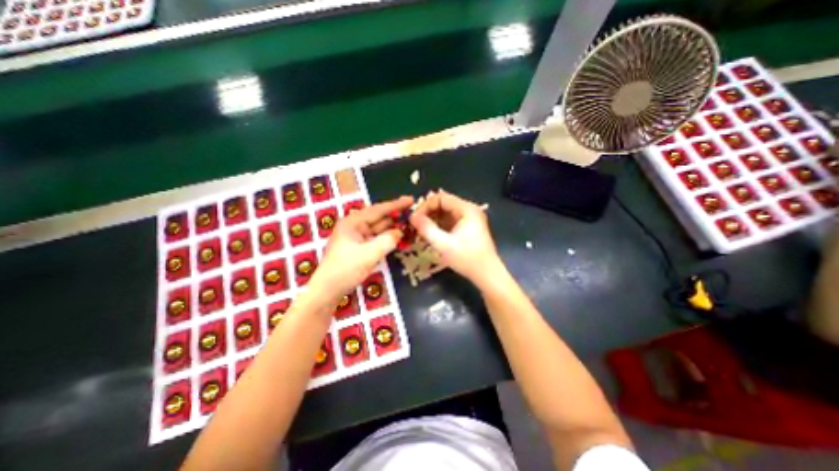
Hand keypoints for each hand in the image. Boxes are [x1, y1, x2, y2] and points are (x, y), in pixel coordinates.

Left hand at [310, 198, 413, 303]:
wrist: (328, 290)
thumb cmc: (346, 270)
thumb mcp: (369, 254)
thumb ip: (387, 241)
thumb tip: (400, 232)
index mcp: (353, 222)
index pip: (378, 210)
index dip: (396, 205)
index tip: (411, 200)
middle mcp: (354, 226)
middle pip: (378, 218)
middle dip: (395, 216)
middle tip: (413, 213)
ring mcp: (356, 237)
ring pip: (378, 228)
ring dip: (392, 227)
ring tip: (409, 224)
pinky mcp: (358, 247)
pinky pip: (375, 238)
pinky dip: (386, 237)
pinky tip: (397, 237)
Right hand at [408, 189, 500, 286]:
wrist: (487, 274)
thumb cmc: (467, 259)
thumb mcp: (443, 244)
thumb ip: (426, 228)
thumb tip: (412, 217)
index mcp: (467, 209)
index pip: (441, 198)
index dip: (425, 206)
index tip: (414, 219)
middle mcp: (469, 210)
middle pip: (443, 203)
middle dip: (428, 213)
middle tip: (415, 225)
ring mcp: (469, 219)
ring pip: (445, 213)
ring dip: (432, 220)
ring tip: (420, 231)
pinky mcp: (467, 227)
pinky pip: (449, 221)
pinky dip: (439, 226)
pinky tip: (430, 234)